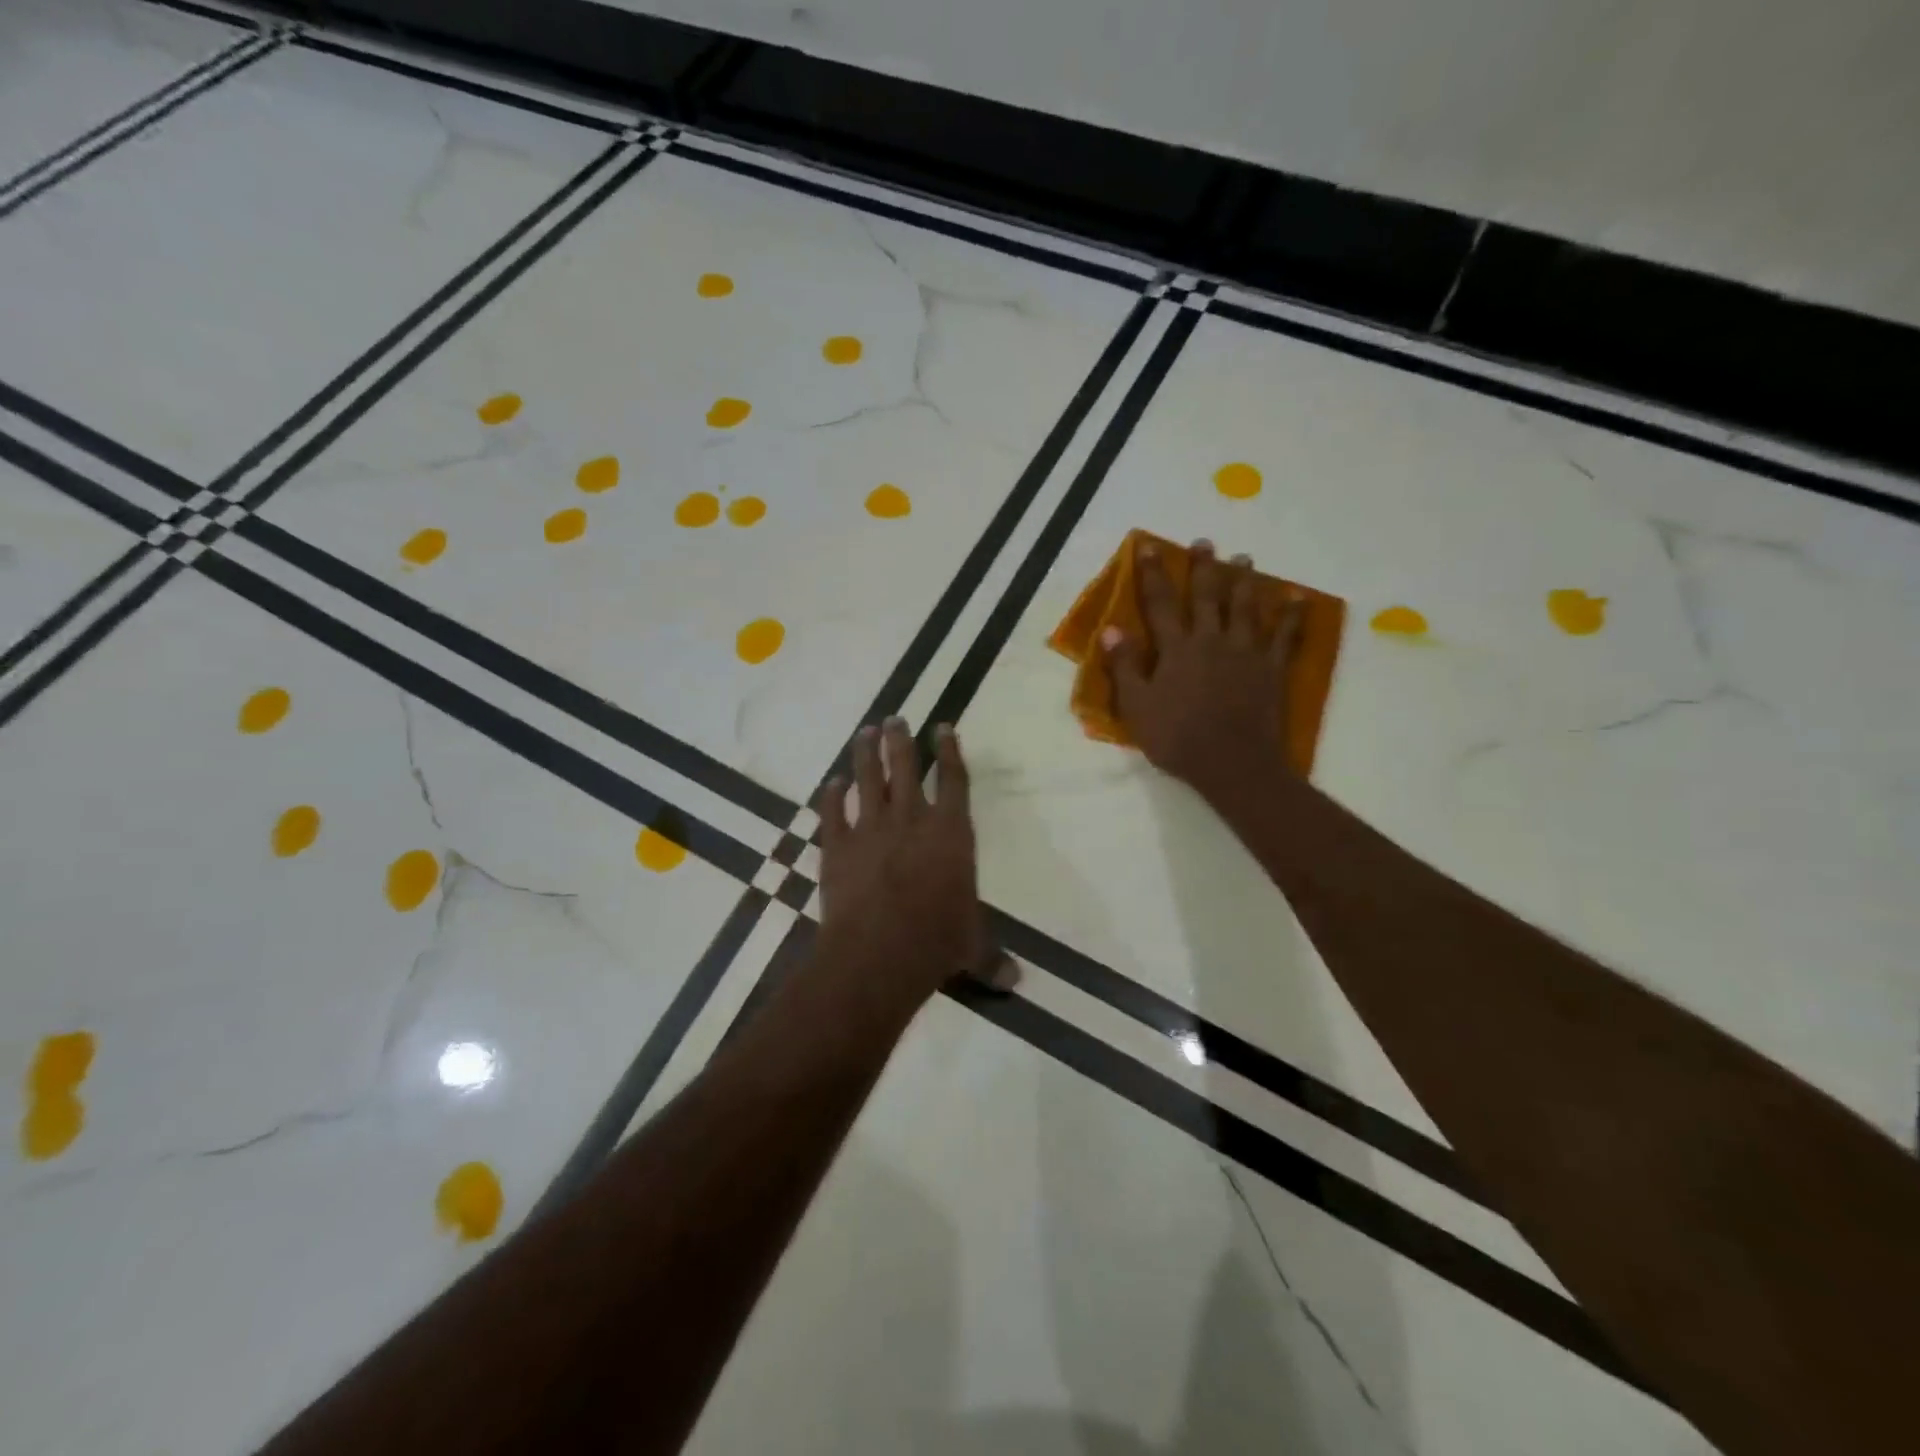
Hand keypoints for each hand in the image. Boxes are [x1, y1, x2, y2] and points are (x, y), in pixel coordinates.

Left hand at [817, 718, 984, 1007]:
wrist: (880, 951)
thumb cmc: (937, 940)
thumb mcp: (971, 948)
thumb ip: (990, 957)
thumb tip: (1015, 982)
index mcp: (951, 832)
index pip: (954, 780)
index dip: (950, 751)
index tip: (943, 726)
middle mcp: (911, 819)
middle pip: (905, 767)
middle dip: (900, 740)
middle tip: (894, 719)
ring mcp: (870, 828)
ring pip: (867, 779)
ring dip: (865, 754)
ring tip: (864, 732)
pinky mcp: (837, 846)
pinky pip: (832, 812)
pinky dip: (830, 795)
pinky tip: (831, 783)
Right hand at [1101, 538, 1302, 801]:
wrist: (1233, 764)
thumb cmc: (1178, 738)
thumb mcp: (1137, 707)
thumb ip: (1125, 666)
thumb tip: (1110, 629)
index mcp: (1177, 649)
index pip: (1161, 603)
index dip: (1153, 574)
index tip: (1149, 547)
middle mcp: (1212, 640)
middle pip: (1208, 596)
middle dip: (1204, 568)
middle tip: (1205, 543)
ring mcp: (1246, 652)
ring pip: (1246, 607)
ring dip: (1244, 581)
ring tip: (1244, 559)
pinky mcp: (1273, 669)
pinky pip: (1285, 636)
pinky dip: (1292, 616)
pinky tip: (1296, 599)